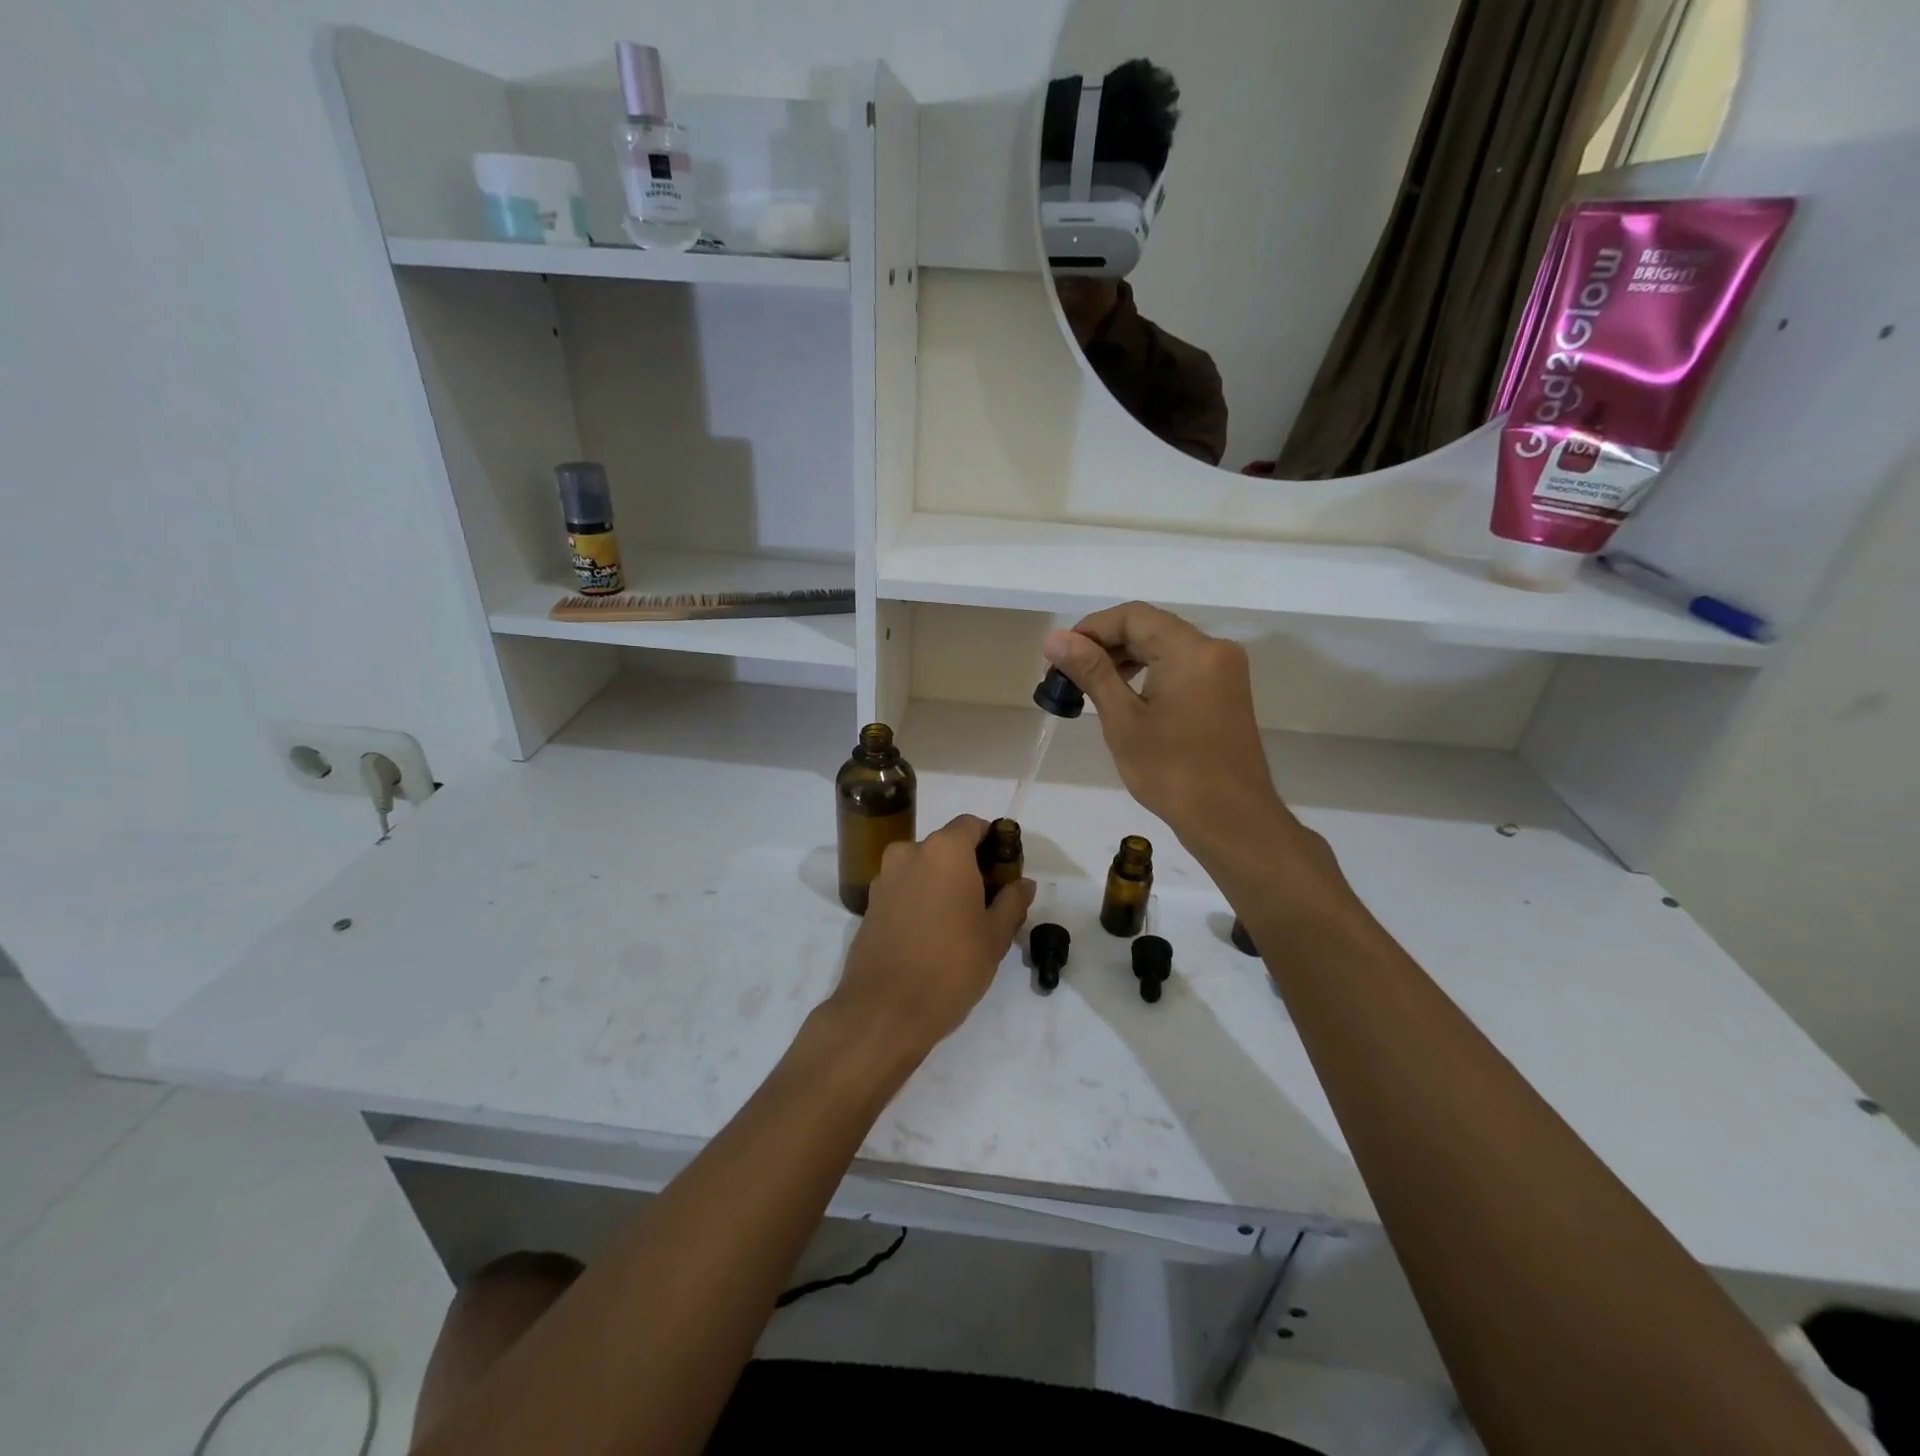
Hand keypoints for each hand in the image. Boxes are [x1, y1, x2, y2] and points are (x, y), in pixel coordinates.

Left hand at [831, 814, 1035, 1058]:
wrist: (884, 1010)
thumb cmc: (950, 965)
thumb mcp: (995, 936)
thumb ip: (1012, 901)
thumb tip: (1023, 883)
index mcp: (944, 850)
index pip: (972, 825)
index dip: (992, 841)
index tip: (1005, 869)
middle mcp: (909, 853)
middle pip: (946, 846)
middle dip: (968, 865)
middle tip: (988, 900)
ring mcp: (884, 878)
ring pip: (923, 868)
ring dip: (942, 883)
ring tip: (960, 921)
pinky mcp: (870, 904)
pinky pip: (904, 889)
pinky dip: (920, 899)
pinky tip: (932, 933)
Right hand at [1043, 604, 1293, 863]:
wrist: (1230, 819)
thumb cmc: (1171, 771)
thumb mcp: (1123, 719)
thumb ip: (1091, 671)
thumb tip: (1055, 639)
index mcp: (1191, 650)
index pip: (1133, 616)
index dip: (1091, 629)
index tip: (1060, 656)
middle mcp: (1213, 649)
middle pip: (1151, 627)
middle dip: (1106, 644)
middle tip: (1068, 674)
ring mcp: (1224, 671)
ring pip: (1166, 646)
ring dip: (1126, 659)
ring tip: (1090, 686)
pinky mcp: (1226, 692)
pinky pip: (1181, 666)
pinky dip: (1150, 672)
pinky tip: (1124, 696)